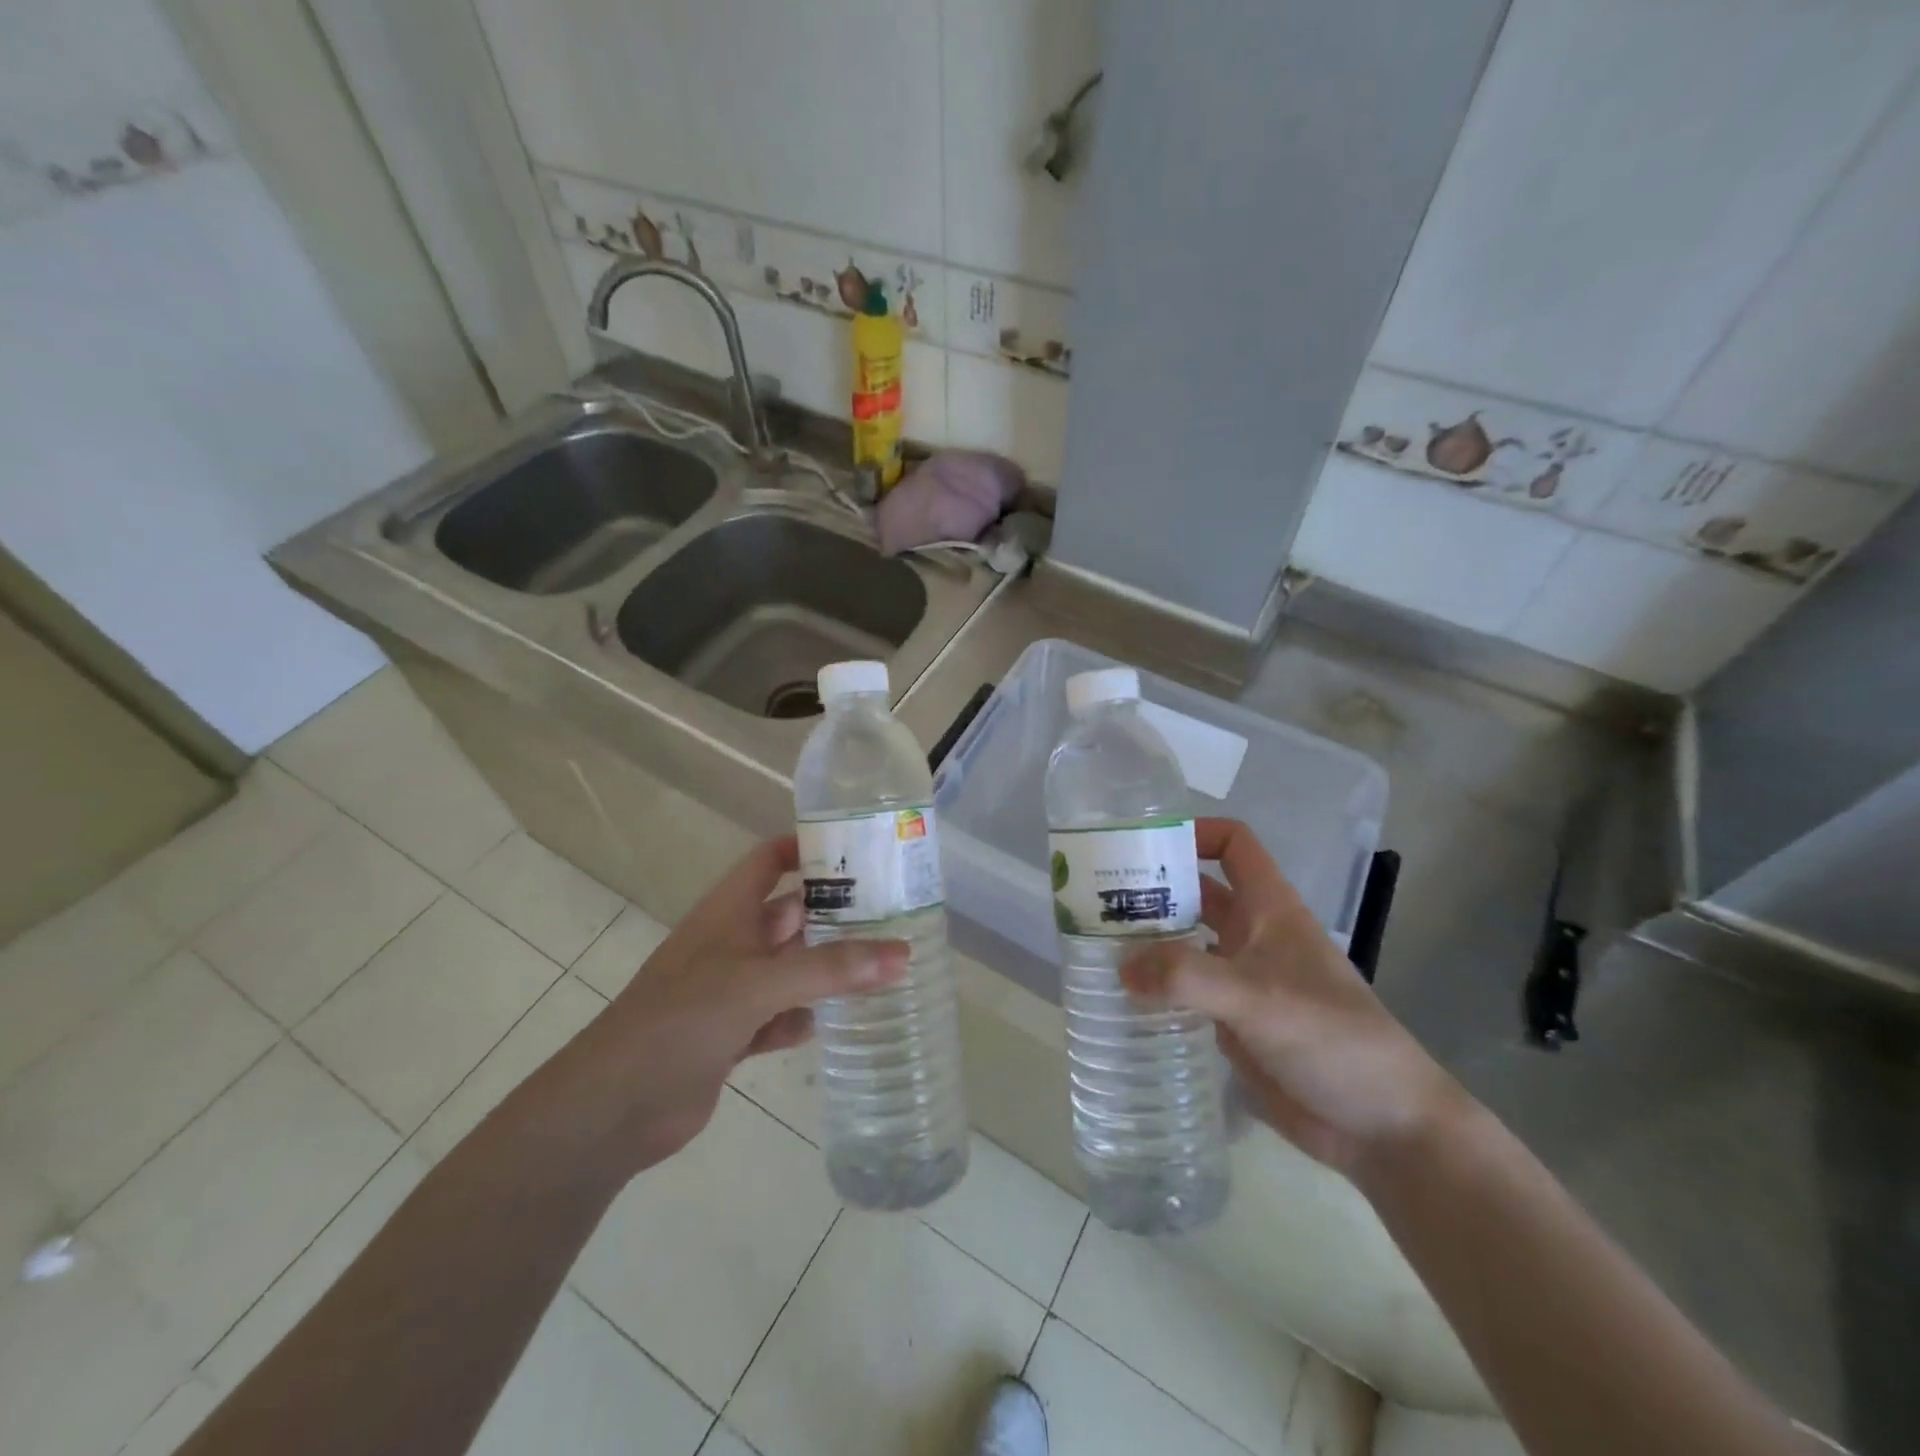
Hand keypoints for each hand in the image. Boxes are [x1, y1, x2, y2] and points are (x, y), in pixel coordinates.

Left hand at [542, 836, 906, 1177]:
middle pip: (790, 915)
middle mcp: (731, 944)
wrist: (612, 1110)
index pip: (769, 860)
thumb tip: (903, 954)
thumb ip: (829, 969)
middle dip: (835, 913)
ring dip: (826, 969)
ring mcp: (730, 992)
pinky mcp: (731, 1036)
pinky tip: (835, 1022)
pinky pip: (780, 1016)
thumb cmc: (680, 1022)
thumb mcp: (757, 985)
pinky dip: (804, 1017)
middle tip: (894, 912)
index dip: (807, 847)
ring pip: (790, 969)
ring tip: (882, 965)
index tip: (860, 849)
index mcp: (727, 912)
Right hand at [1121, 818, 1463, 1180]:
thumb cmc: (1330, 1038)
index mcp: (1269, 909)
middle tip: (1095, 898)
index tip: (1142, 845)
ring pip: (1185, 943)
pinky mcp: (1232, 1022)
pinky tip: (1119, 997)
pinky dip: (1154, 987)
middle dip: (1152, 889)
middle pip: (1196, 893)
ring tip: (1094, 944)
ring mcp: (1241, 980)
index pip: (1233, 845)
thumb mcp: (1257, 997)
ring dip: (1147, 940)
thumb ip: (1186, 977)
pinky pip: (1184, 991)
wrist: (1381, 1126)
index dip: (1194, 832)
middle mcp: (1252, 935)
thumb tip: (1120, 967)